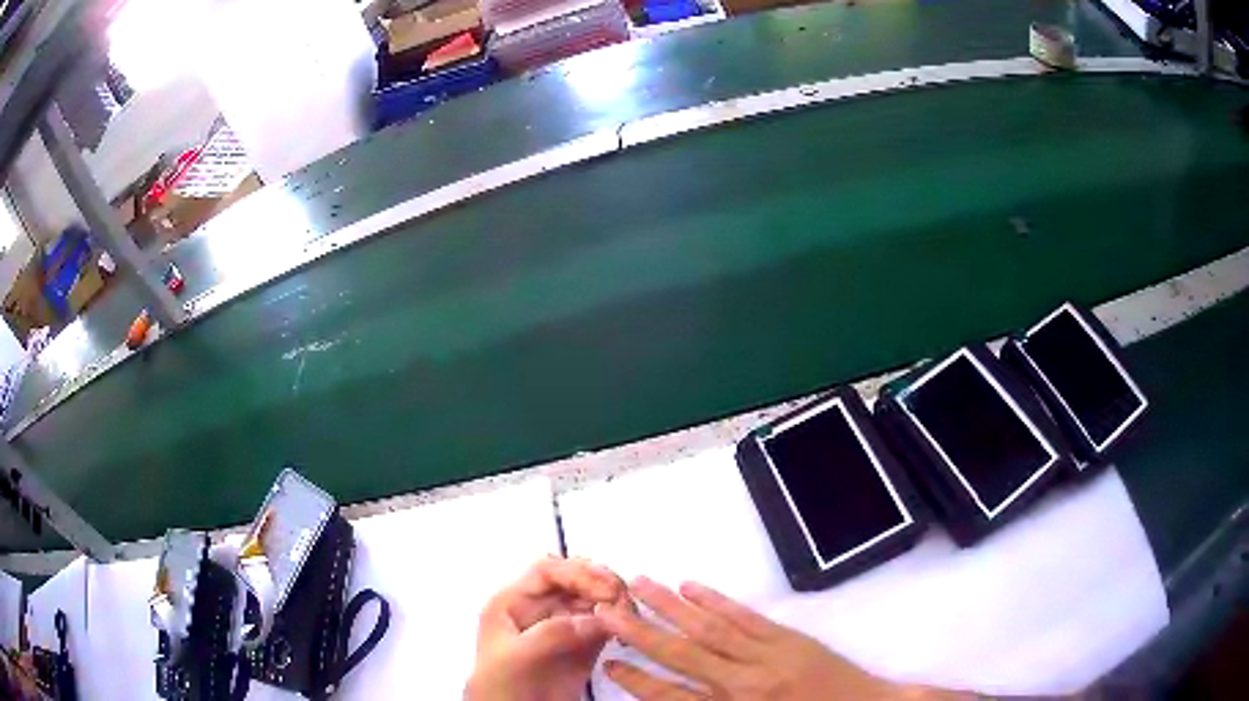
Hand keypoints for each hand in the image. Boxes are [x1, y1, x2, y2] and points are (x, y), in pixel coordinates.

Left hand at [466, 556, 628, 700]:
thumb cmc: (500, 686)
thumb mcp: (516, 657)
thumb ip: (550, 633)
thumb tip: (595, 618)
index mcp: (513, 603)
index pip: (547, 571)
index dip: (578, 573)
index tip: (606, 589)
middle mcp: (539, 609)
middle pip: (573, 579)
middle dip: (600, 581)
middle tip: (622, 597)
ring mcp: (561, 627)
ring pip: (592, 599)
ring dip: (613, 600)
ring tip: (629, 613)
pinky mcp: (581, 647)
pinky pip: (603, 624)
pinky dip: (619, 621)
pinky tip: (627, 628)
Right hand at [596, 577, 956, 699]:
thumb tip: (673, 699)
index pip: (672, 696)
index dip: (638, 679)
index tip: (610, 661)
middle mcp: (743, 681)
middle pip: (682, 653)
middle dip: (641, 631)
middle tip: (607, 609)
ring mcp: (767, 654)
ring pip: (708, 626)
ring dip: (671, 606)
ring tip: (641, 585)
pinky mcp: (788, 636)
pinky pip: (745, 616)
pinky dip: (716, 600)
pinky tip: (693, 587)